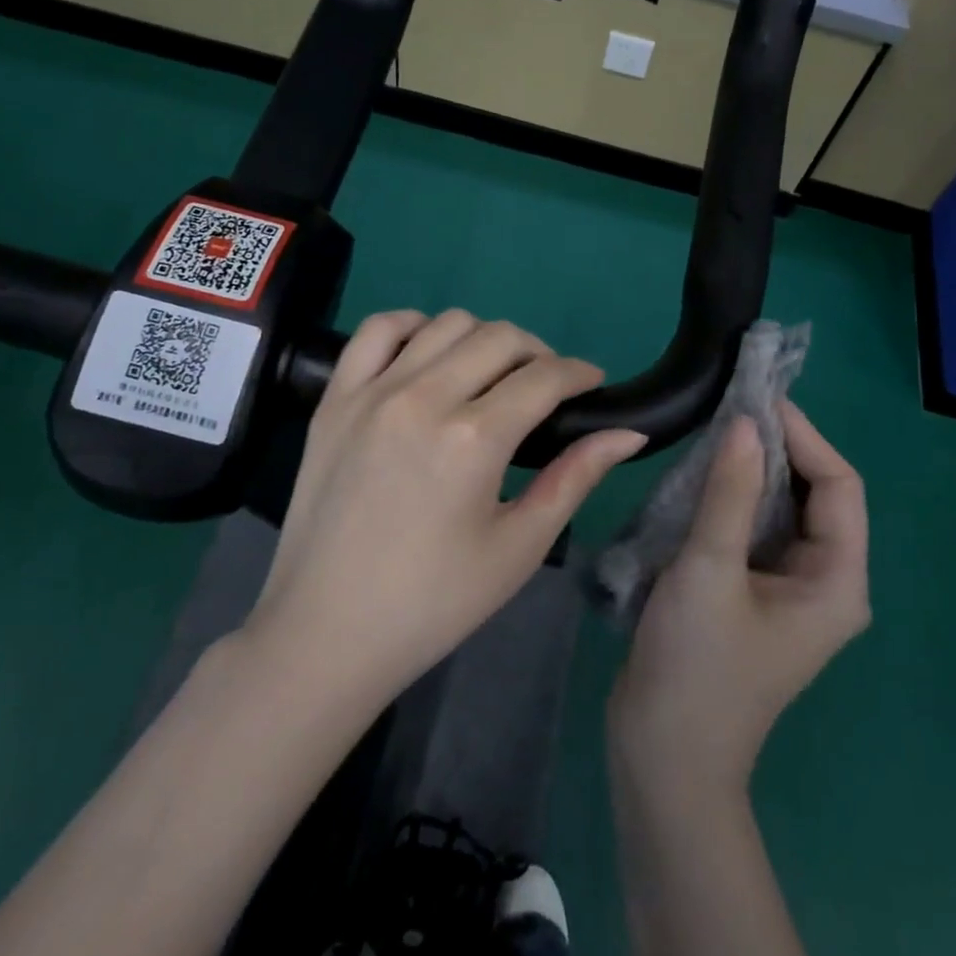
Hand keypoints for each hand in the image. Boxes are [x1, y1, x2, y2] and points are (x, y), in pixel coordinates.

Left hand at [249, 309, 644, 709]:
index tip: (592, 383)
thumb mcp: (518, 547)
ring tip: (492, 375)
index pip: (544, 377)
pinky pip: (378, 330)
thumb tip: (629, 433)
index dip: (580, 373)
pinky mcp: (335, 399)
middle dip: (539, 353)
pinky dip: (414, 326)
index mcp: (473, 439)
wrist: (326, 631)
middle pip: (500, 337)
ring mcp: (373, 392)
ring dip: (484, 339)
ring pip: (446, 323)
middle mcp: (423, 398)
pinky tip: (429, 355)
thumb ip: (575, 478)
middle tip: (546, 388)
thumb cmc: (433, 601)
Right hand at [609, 402, 869, 800]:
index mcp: (836, 581)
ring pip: (783, 511)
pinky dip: (735, 498)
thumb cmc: (696, 666)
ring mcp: (789, 592)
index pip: (839, 485)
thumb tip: (746, 422)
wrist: (663, 756)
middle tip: (732, 406)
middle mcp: (824, 582)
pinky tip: (703, 477)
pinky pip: (756, 531)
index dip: (804, 436)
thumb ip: (730, 492)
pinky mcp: (755, 596)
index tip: (758, 398)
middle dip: (779, 449)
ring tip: (715, 430)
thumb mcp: (709, 569)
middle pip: (816, 495)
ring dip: (754, 471)